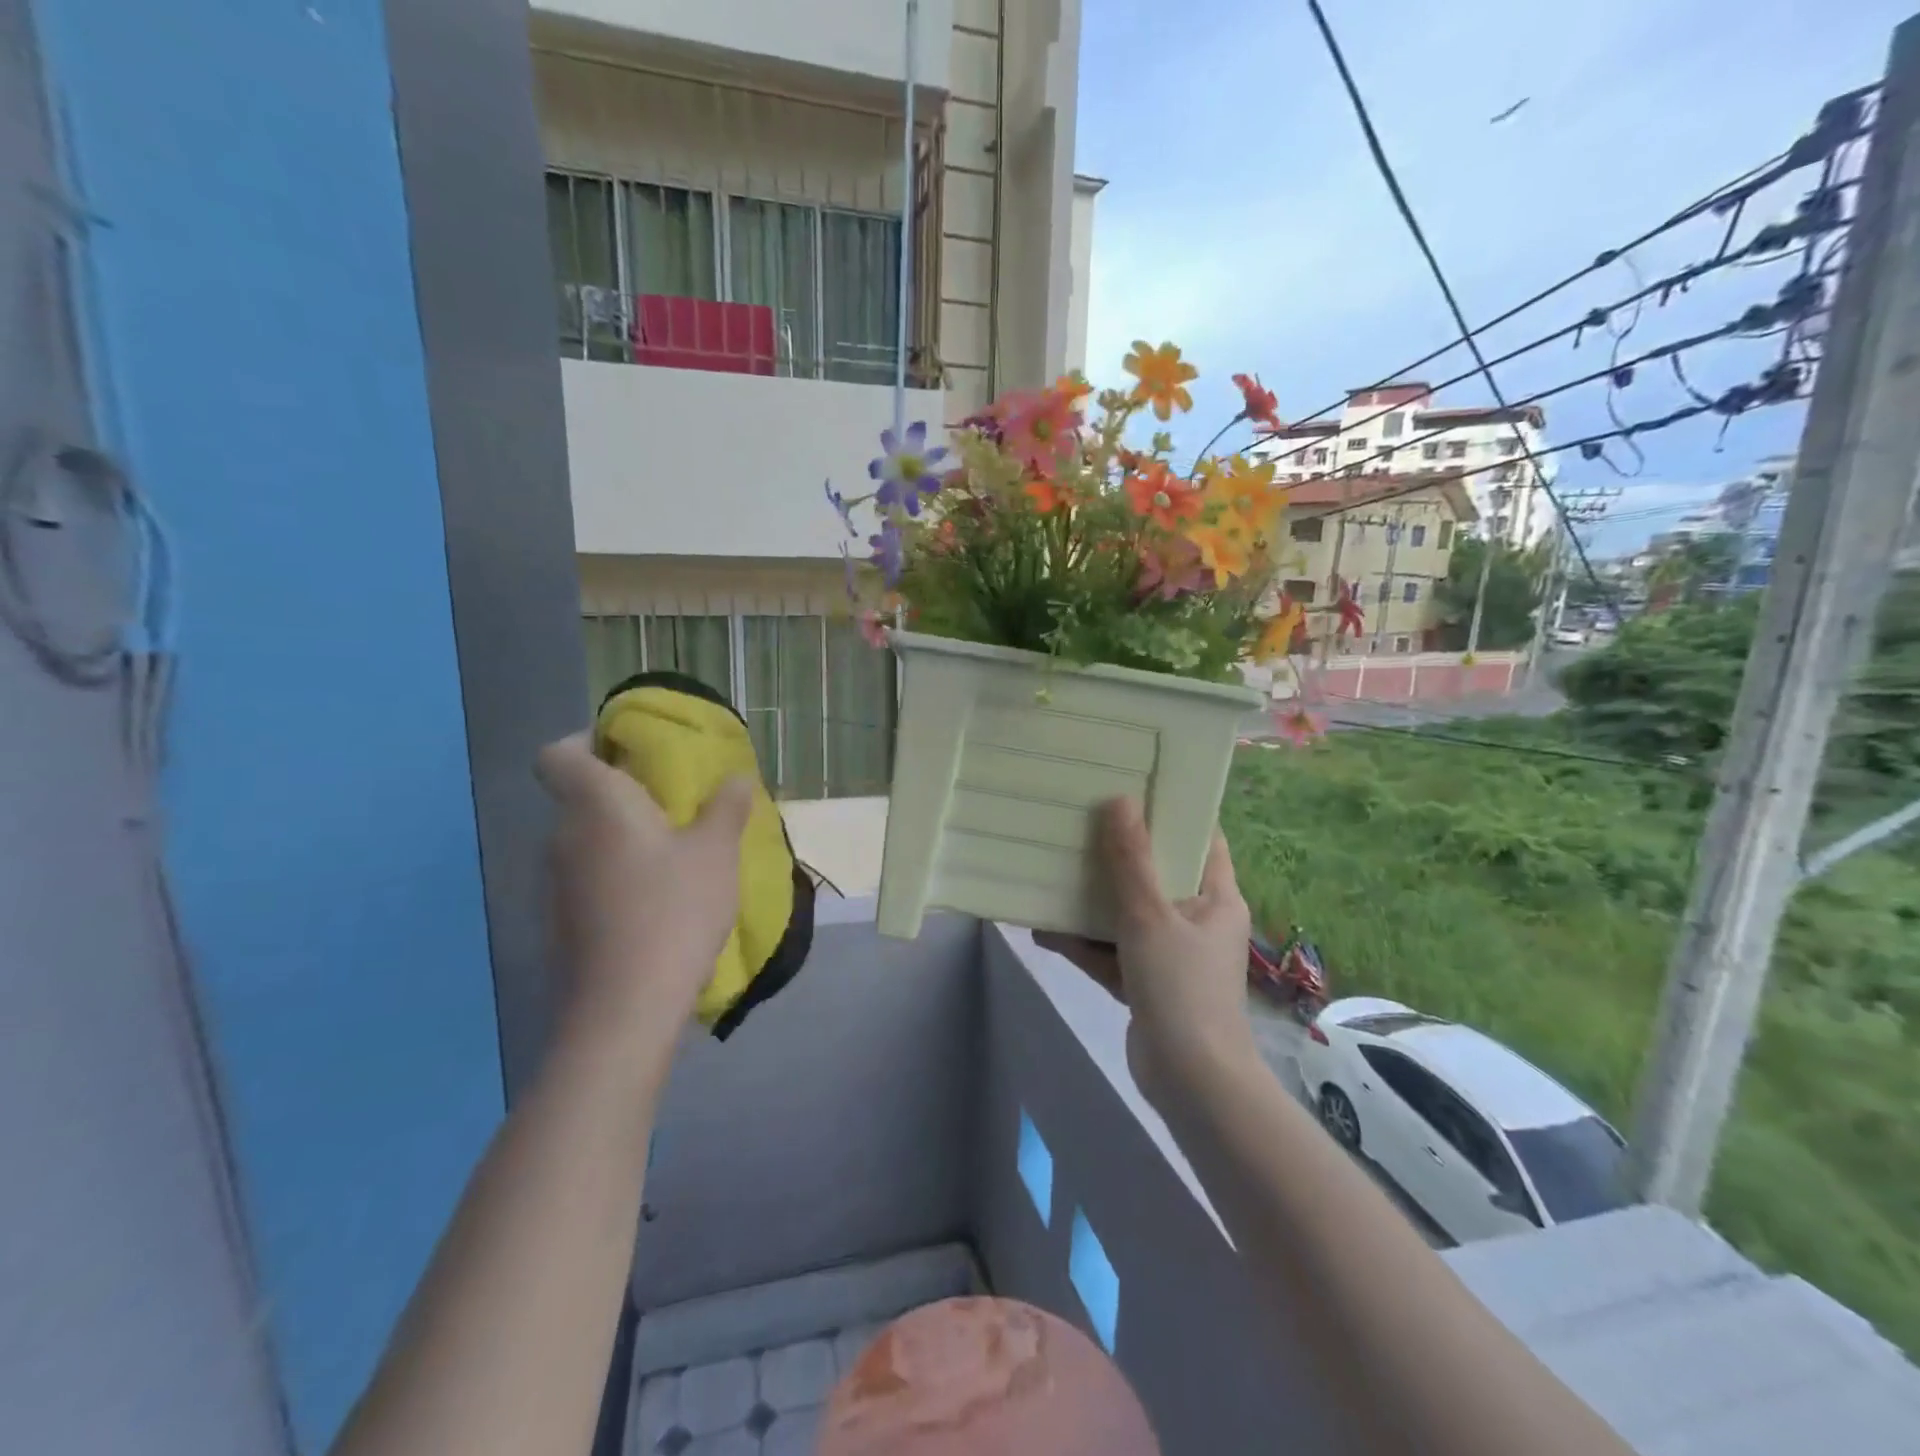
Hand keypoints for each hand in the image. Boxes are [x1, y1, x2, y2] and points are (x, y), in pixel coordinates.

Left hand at [536, 733, 752, 1046]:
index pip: (558, 754)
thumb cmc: (674, 909)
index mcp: (596, 804)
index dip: (586, 742)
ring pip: (587, 839)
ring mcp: (557, 882)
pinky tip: (657, 899)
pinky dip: (617, 873)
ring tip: (675, 854)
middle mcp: (563, 835)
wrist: (625, 1005)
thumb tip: (736, 777)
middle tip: (675, 804)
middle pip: (579, 796)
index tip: (630, 752)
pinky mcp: (561, 919)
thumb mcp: (717, 851)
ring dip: (623, 836)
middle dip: (623, 793)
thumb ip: (726, 807)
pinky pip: (589, 876)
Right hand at [1035, 799, 1256, 1106]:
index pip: (1202, 839)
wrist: (1191, 1082)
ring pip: (1129, 914)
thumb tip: (1119, 800)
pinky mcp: (1147, 983)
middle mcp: (1197, 920)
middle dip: (1120, 853)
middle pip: (1158, 873)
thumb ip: (1131, 859)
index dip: (1174, 811)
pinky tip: (1044, 930)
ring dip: (1093, 900)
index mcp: (1216, 897)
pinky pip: (1112, 951)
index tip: (1135, 785)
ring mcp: (1171, 954)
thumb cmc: (1181, 986)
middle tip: (1082, 822)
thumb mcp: (1150, 915)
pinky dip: (1084, 943)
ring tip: (1054, 871)